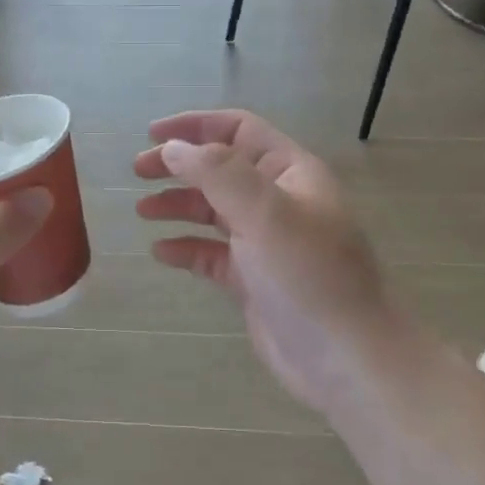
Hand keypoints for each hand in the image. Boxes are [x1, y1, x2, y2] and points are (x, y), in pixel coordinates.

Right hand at [134, 109, 403, 417]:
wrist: (345, 358)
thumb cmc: (308, 274)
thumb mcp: (265, 212)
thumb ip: (217, 173)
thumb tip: (173, 148)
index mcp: (290, 173)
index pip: (238, 129)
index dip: (195, 125)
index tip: (152, 134)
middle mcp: (277, 201)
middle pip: (220, 168)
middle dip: (179, 165)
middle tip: (138, 171)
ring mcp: (265, 242)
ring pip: (213, 210)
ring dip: (178, 204)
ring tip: (143, 211)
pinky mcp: (253, 279)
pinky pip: (211, 254)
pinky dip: (186, 248)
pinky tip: (161, 252)